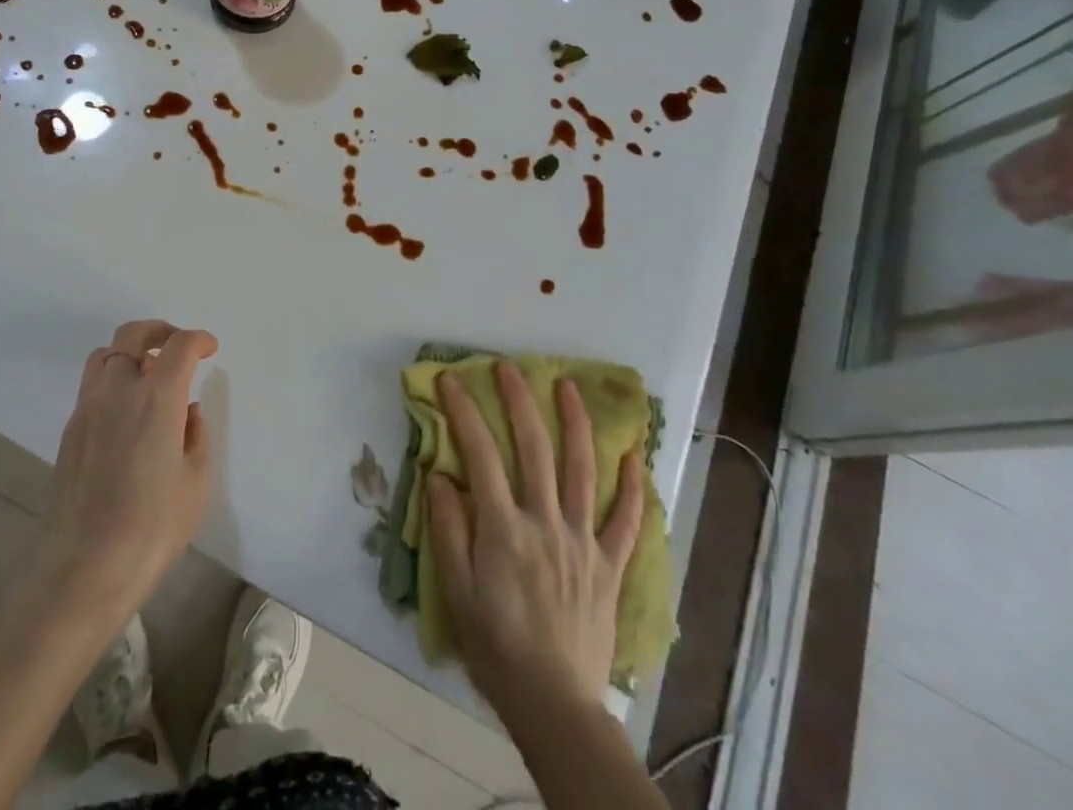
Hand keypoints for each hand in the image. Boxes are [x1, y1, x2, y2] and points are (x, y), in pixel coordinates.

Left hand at [37, 320, 217, 624]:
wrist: (85, 570)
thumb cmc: (153, 528)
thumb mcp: (195, 482)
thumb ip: (196, 435)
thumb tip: (187, 412)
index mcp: (157, 398)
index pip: (179, 346)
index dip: (199, 340)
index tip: (210, 349)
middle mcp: (119, 390)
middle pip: (133, 334)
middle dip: (160, 330)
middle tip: (177, 346)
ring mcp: (88, 408)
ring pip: (105, 355)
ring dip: (130, 352)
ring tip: (149, 376)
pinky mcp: (70, 430)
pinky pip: (92, 386)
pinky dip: (113, 381)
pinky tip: (127, 414)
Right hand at [426, 360, 644, 712]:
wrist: (555, 706)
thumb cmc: (496, 648)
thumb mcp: (455, 593)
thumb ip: (447, 530)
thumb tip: (438, 474)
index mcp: (504, 530)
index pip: (480, 455)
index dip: (464, 412)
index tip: (451, 380)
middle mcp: (546, 523)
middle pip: (534, 448)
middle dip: (519, 401)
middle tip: (508, 367)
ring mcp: (583, 541)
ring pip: (582, 470)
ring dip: (575, 423)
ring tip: (568, 386)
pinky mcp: (609, 565)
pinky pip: (626, 521)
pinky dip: (632, 486)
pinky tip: (634, 455)